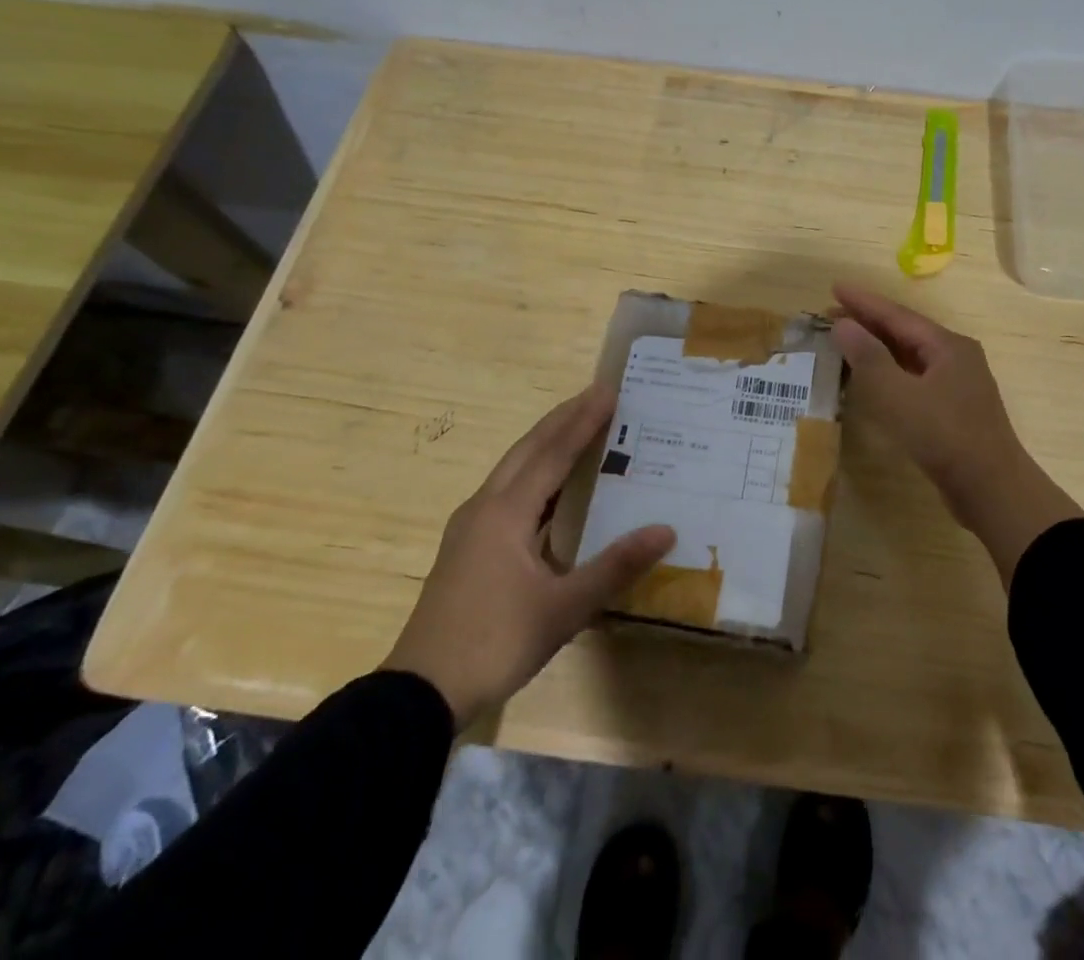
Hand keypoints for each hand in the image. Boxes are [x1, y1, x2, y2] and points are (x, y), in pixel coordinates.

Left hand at [383, 385, 674, 727]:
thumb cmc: (494, 643)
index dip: (583, 420)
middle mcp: (485, 507)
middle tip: (596, 394)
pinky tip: (549, 489)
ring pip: (513, 469)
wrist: (418, 694)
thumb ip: (615, 567)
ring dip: (546, 444)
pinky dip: (534, 474)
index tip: (608, 390)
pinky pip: (507, 492)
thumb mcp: (562, 609)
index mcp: (506, 513)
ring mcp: (470, 528)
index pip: (553, 453)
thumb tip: (666, 530)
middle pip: (528, 449)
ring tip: (577, 427)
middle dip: (562, 419)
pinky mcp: (466, 548)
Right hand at [831, 284, 1083, 581]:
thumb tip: (843, 324)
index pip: (898, 315)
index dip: (864, 301)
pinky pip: (913, 378)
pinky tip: (871, 380)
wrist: (992, 490)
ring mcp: (956, 385)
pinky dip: (888, 372)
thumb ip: (869, 358)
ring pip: (909, 356)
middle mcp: (955, 358)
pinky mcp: (952, 411)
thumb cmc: (945, 437)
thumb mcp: (900, 396)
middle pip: (905, 332)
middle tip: (831, 313)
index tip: (834, 286)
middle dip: (868, 322)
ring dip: (877, 347)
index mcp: (947, 346)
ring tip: (844, 341)